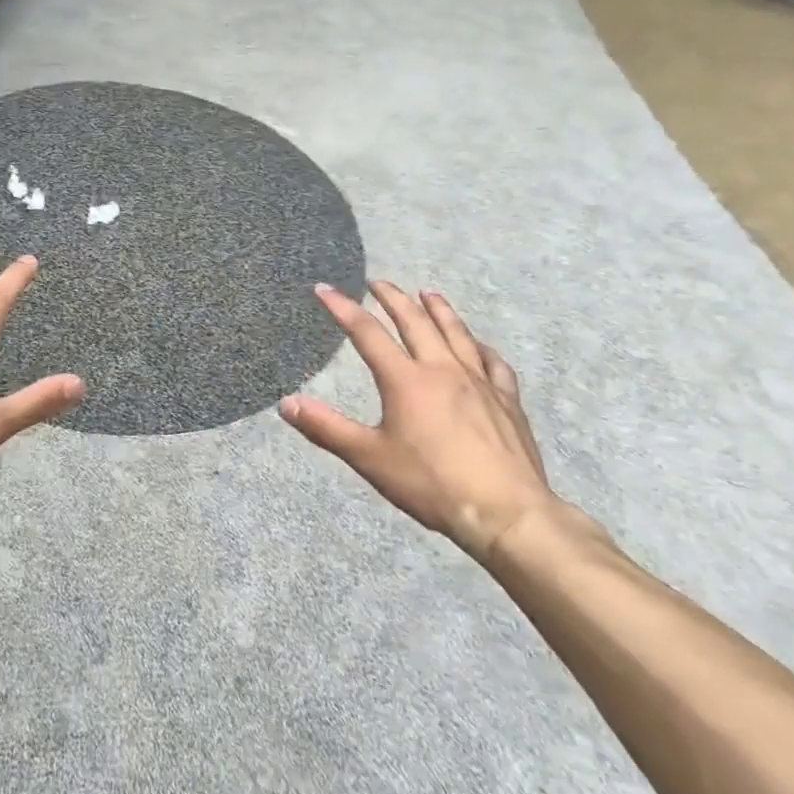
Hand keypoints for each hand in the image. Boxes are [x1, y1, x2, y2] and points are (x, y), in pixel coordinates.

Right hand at [281, 280, 556, 563]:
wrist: (505, 512)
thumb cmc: (430, 483)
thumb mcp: (369, 458)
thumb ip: (326, 428)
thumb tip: (286, 403)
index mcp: (405, 380)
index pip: (367, 333)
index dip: (343, 307)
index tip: (324, 288)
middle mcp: (442, 369)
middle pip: (415, 321)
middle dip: (393, 297)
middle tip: (378, 281)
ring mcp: (479, 382)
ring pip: (456, 333)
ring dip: (439, 309)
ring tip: (428, 292)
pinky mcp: (506, 401)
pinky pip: (493, 363)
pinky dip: (481, 347)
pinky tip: (478, 346)